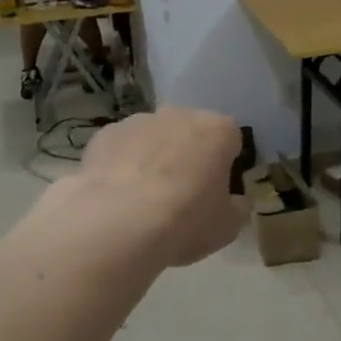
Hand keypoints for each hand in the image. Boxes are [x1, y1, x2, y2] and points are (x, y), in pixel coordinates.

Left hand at [73, 109, 246, 266]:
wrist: (119, 223)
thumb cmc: (186, 221)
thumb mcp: (228, 226)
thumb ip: (236, 207)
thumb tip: (234, 201)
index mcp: (218, 130)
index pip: (231, 139)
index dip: (225, 164)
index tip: (217, 189)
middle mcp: (180, 115)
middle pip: (190, 131)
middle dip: (188, 155)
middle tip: (182, 194)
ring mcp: (139, 121)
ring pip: (153, 137)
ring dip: (153, 157)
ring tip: (144, 199)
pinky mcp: (105, 134)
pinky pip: (122, 147)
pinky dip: (122, 164)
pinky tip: (117, 196)